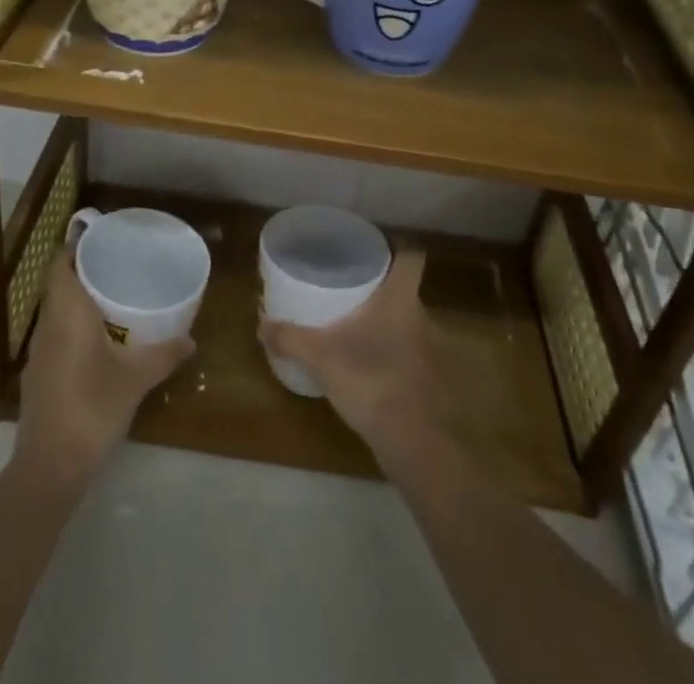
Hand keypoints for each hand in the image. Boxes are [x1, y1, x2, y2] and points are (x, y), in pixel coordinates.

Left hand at [14, 250, 194, 487]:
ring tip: (113, 297)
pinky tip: (98, 340)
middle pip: (59, 285)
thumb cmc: (92, 408)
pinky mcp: (38, 376)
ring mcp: (38, 352)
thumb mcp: (135, 380)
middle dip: (84, 272)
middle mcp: (48, 325)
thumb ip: (164, 355)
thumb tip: (192, 340)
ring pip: (56, 311)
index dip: (76, 249)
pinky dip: (73, 326)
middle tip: (118, 267)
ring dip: (78, 301)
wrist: (50, 466)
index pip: (60, 265)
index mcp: (67, 314)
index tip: (103, 242)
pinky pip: (55, 335)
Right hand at [258, 251, 442, 451]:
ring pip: (409, 325)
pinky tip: (373, 371)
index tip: (378, 252)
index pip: (412, 257)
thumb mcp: (321, 357)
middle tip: (352, 295)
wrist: (415, 443)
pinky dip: (396, 359)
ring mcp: (432, 351)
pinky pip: (412, 357)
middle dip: (382, 293)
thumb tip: (260, 325)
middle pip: (405, 292)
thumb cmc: (372, 380)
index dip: (399, 249)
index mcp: (400, 299)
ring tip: (359, 334)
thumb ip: (290, 338)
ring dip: (390, 328)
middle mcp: (422, 317)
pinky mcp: (432, 383)